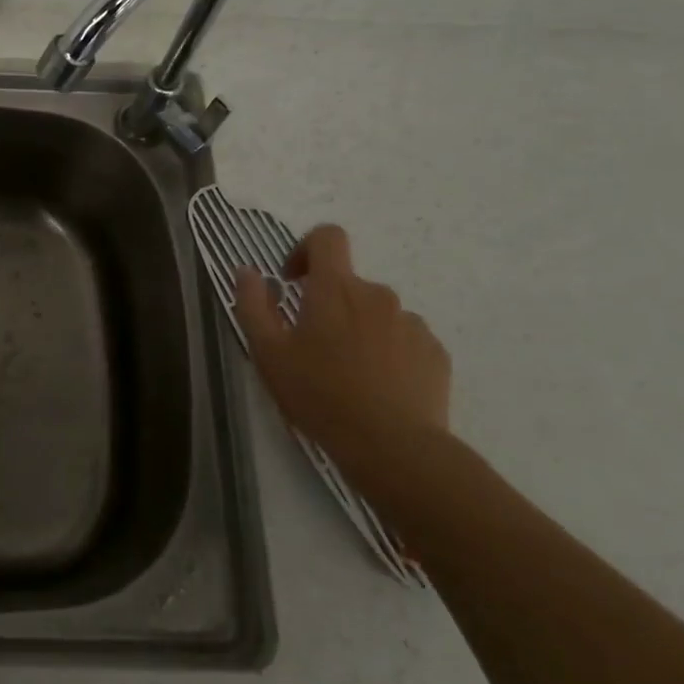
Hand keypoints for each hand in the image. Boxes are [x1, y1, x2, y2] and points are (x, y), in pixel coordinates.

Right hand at [234, 224, 450, 470]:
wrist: (393, 447)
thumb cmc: (320, 395)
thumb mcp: (268, 353)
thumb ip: (252, 305)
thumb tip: (248, 271)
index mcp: (334, 289)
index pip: (328, 237)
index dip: (306, 249)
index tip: (293, 282)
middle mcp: (377, 295)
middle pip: (348, 284)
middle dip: (328, 305)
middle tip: (312, 349)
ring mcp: (411, 323)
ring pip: (376, 314)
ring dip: (359, 330)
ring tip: (347, 374)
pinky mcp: (434, 353)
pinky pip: (404, 340)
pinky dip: (388, 353)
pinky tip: (377, 388)